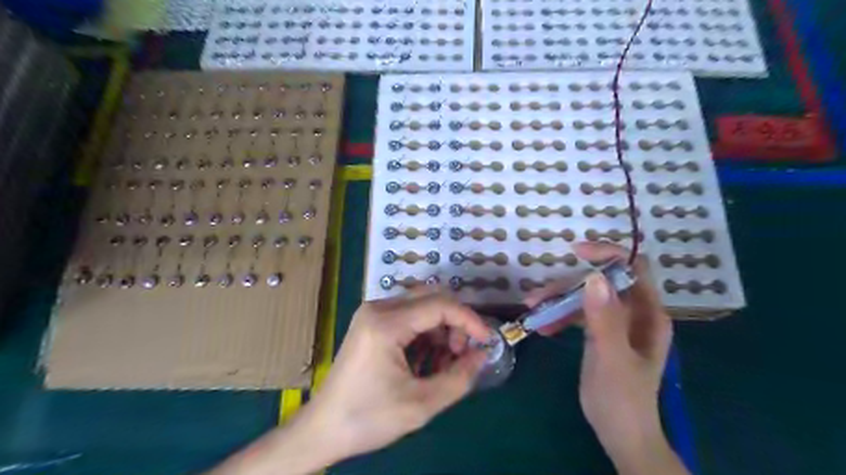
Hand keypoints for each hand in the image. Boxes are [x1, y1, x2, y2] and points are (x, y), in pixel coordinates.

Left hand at [207, 289, 493, 474]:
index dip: (469, 320)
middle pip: (431, 299)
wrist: (322, 429)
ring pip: (422, 307)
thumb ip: (459, 378)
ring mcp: (372, 313)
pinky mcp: (371, 323)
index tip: (487, 341)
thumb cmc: (368, 418)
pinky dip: (425, 335)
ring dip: (441, 330)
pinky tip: (427, 361)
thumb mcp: (420, 404)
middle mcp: (378, 308)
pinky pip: (408, 317)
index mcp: (386, 323)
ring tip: (444, 364)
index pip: (440, 305)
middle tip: (462, 355)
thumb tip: (483, 355)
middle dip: (454, 324)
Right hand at [522, 244, 685, 473]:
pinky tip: (544, 327)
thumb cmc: (623, 399)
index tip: (576, 252)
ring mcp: (616, 323)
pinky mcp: (600, 333)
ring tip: (533, 310)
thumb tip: (594, 277)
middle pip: (601, 283)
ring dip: (559, 301)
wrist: (620, 435)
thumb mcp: (612, 358)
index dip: (608, 254)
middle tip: (538, 296)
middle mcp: (634, 312)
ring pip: (585, 297)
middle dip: (569, 285)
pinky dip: (560, 316)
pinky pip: (578, 314)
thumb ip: (605, 319)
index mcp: (648, 314)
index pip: (633, 268)